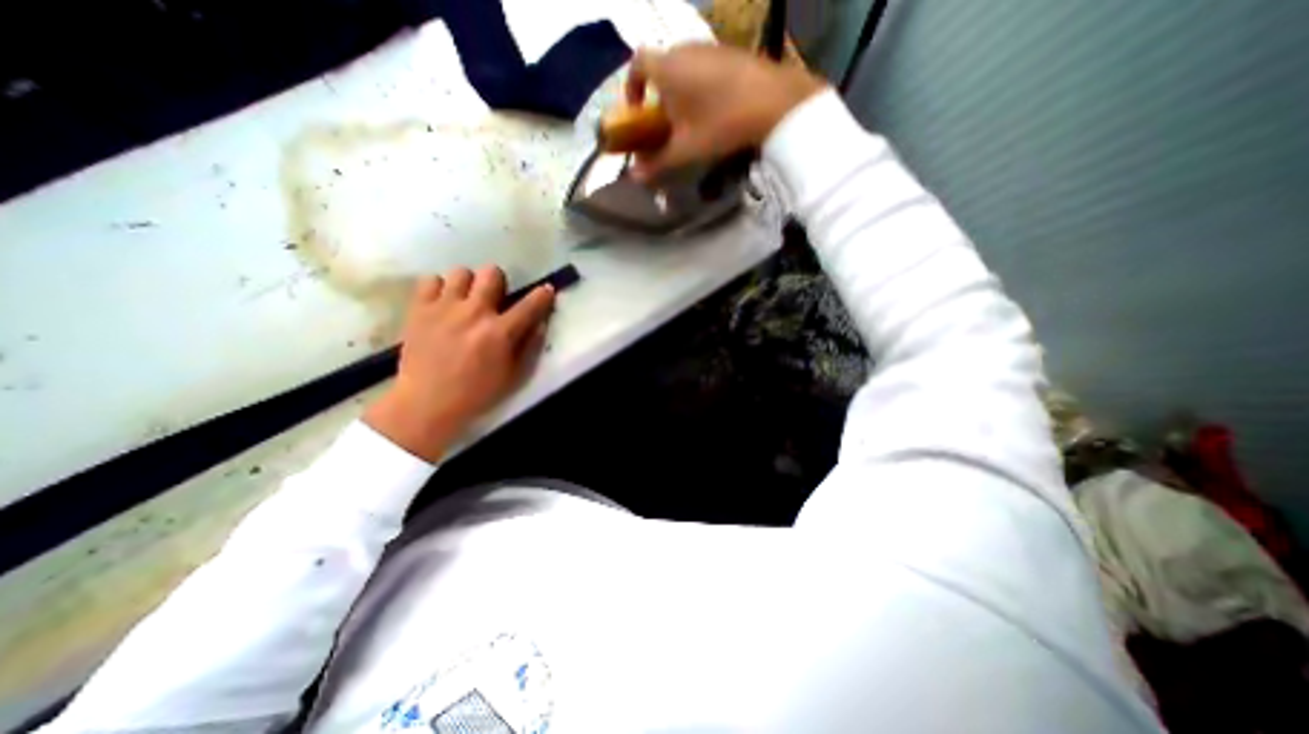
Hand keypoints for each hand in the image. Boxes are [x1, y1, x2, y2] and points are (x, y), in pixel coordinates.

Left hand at [362, 266, 556, 459]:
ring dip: (469, 285)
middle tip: (494, 299)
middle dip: (498, 283)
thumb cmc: (477, 392)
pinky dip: (439, 289)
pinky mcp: (419, 309)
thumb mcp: (515, 375)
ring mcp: (444, 308)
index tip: (545, 291)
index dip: (543, 295)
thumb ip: (530, 347)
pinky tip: (442, 305)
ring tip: (465, 302)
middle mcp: (474, 312)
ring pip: (461, 272)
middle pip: (492, 273)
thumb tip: (541, 323)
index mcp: (500, 332)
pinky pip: (430, 280)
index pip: (531, 304)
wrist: (426, 403)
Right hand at [625, 43, 827, 178]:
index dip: (631, 85)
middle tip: (665, 122)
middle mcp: (685, 49)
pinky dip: (701, 85)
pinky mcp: (732, 53)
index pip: (637, 63)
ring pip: (685, 66)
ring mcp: (711, 48)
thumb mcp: (686, 151)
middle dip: (657, 94)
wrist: (774, 102)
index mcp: (668, 68)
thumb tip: (634, 177)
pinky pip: (706, 67)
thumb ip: (657, 164)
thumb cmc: (720, 125)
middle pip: (661, 66)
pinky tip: (715, 110)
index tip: (637, 109)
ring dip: (680, 90)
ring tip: (691, 120)